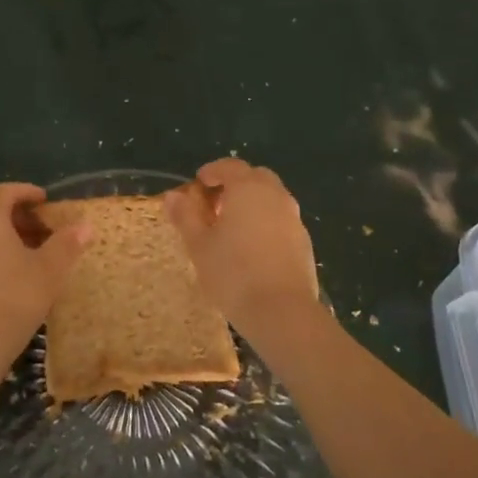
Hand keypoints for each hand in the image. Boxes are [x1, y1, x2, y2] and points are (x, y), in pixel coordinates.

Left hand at [0, 183, 91, 362]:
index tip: (45, 201)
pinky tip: (4, 268)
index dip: (26, 192)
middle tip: (31, 224)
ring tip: (22, 247)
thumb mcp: (49, 269)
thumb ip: (67, 243)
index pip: (5, 191)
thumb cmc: (15, 296)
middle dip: (7, 209)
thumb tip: (86, 226)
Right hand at [163, 159, 319, 332]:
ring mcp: (294, 219)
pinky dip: (265, 223)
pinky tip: (252, 249)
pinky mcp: (304, 242)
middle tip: (215, 206)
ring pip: (271, 199)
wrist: (282, 311)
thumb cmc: (233, 273)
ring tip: (232, 230)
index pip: (230, 166)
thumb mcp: (199, 245)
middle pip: (255, 177)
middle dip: (235, 185)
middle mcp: (275, 196)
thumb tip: (173, 196)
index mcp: (248, 189)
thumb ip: (186, 216)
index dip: (212, 171)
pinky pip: (281, 221)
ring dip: (252, 204)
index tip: (198, 184)